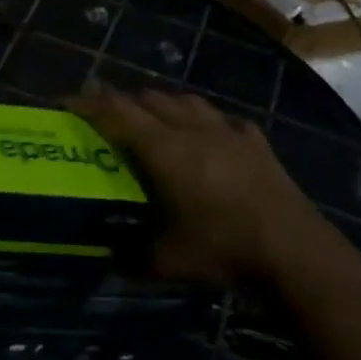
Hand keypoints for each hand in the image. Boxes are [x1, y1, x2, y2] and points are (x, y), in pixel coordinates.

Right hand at [68, 86, 350, 287]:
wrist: (296, 253)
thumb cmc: (223, 250)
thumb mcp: (165, 261)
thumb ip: (130, 255)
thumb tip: (107, 257)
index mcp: (164, 150)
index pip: (116, 112)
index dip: (87, 103)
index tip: (64, 102)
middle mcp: (192, 129)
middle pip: (148, 98)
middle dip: (121, 102)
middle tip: (105, 118)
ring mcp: (228, 132)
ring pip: (184, 100)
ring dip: (160, 105)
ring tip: (150, 121)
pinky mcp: (256, 143)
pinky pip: (221, 118)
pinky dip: (202, 121)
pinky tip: (205, 136)